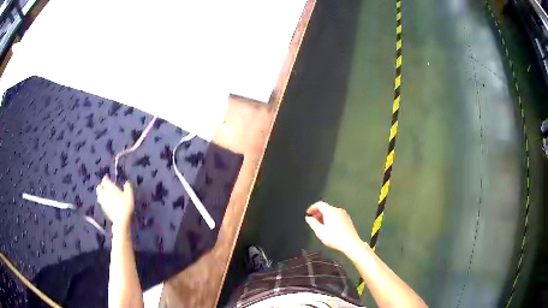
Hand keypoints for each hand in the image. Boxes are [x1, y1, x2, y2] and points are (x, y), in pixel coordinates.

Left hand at [96, 175, 134, 231]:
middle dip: (101, 185)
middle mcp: (104, 193)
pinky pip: (101, 202)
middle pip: (99, 187)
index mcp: (109, 188)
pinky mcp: (104, 209)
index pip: (105, 180)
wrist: (121, 221)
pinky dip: (103, 200)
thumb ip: (127, 187)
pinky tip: (107, 202)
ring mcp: (103, 202)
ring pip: (99, 195)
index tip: (108, 177)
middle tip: (105, 186)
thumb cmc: (125, 205)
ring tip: (105, 194)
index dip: (106, 178)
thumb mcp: (129, 195)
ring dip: (101, 193)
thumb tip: (126, 182)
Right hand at [305, 201, 362, 255]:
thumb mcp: (320, 232)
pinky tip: (329, 228)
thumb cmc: (335, 238)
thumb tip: (308, 218)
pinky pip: (336, 216)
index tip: (308, 213)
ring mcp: (344, 215)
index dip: (312, 208)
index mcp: (331, 211)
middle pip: (326, 207)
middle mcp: (338, 210)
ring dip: (324, 216)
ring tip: (320, 225)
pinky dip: (330, 219)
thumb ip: (313, 223)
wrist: (351, 244)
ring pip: (331, 212)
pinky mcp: (347, 220)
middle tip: (312, 220)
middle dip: (318, 213)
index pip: (320, 204)